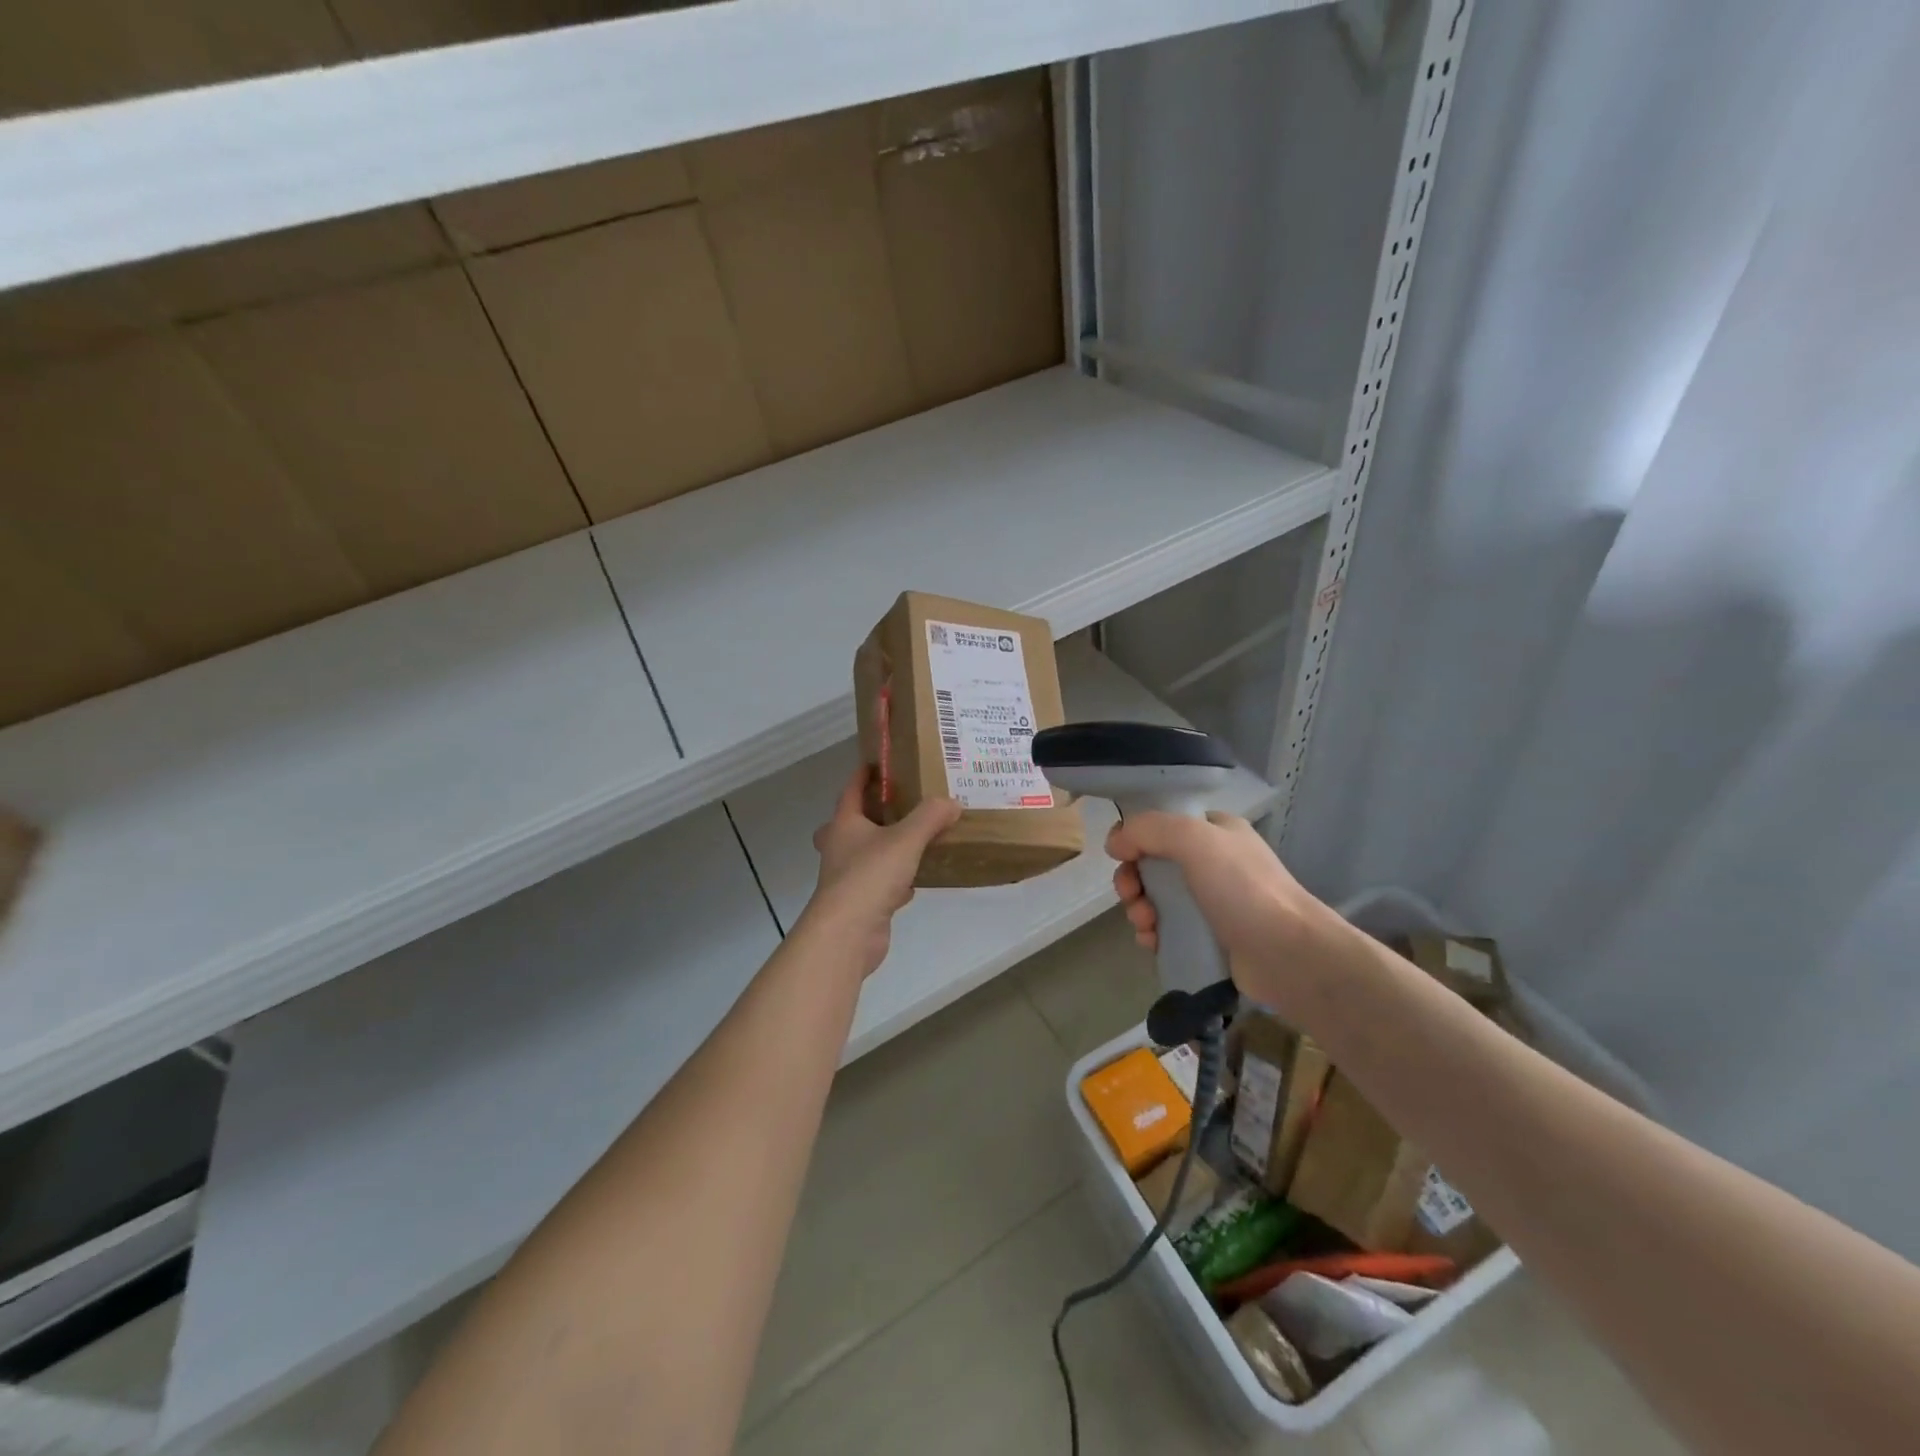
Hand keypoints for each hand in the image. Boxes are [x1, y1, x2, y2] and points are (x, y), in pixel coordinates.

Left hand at [800, 766, 961, 976]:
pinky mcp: (861, 904)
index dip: (863, 775)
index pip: (850, 790)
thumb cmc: (870, 876)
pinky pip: (881, 884)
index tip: (878, 763)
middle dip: (868, 814)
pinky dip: (897, 880)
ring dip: (884, 847)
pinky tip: (916, 880)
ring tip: (913, 838)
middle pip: (850, 824)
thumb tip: (952, 802)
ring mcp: (848, 878)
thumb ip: (930, 817)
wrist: (848, 933)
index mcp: (844, 825)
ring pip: (866, 855)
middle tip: (893, 806)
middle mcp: (841, 848)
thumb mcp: (906, 839)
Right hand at [1107, 811, 1342, 1020]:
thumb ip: (1149, 830)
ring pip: (1155, 898)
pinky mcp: (1208, 938)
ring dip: (1138, 909)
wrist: (1288, 954)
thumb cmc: (1243, 889)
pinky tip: (1152, 942)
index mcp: (1214, 831)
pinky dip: (1152, 933)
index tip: (1122, 857)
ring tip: (1146, 925)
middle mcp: (1212, 862)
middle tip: (1132, 896)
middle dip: (1133, 880)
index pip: (1161, 824)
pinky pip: (1166, 929)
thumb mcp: (1194, 839)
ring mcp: (1211, 902)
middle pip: (1152, 863)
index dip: (1135, 838)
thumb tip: (1114, 843)